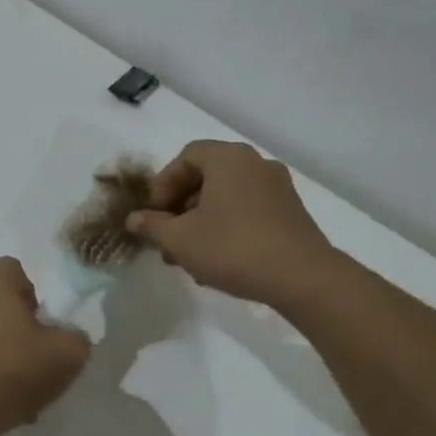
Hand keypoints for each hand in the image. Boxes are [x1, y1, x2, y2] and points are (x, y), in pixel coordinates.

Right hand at [125, 140, 337, 305]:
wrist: (302, 277)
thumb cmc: (232, 248)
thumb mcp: (180, 239)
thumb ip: (152, 225)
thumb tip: (133, 219)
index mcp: (228, 158)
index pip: (185, 158)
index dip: (163, 185)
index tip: (154, 215)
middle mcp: (255, 163)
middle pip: (206, 177)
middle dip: (180, 207)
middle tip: (166, 237)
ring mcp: (278, 187)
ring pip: (226, 197)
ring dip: (201, 220)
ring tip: (188, 255)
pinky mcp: (291, 212)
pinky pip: (248, 210)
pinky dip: (227, 226)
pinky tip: (217, 259)